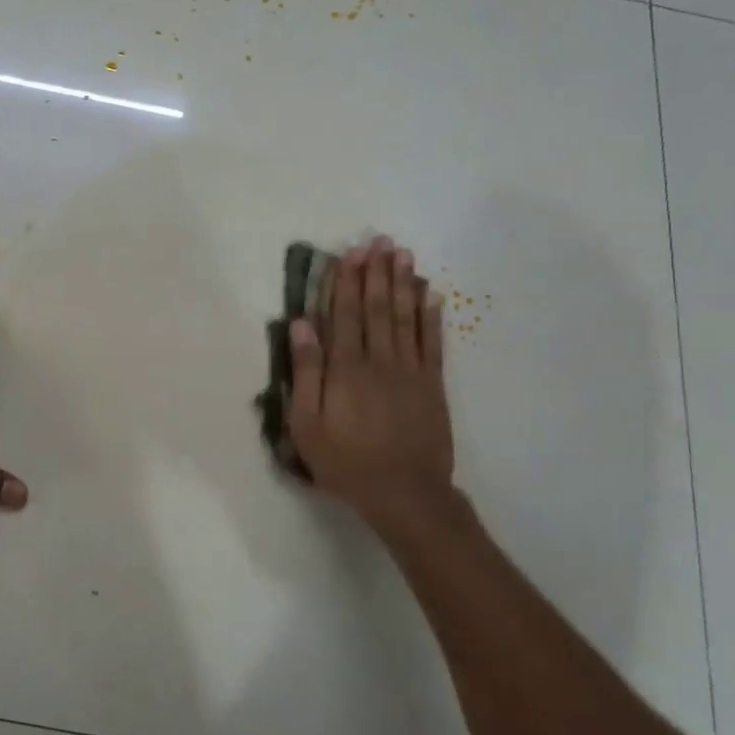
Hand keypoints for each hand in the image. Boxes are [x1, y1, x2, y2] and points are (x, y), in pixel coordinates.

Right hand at [286, 236, 458, 534]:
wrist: (405, 494)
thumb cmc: (345, 461)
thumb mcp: (307, 424)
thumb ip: (305, 372)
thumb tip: (301, 324)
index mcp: (346, 368)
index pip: (345, 314)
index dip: (347, 281)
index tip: (350, 253)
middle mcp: (380, 360)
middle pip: (377, 308)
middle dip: (376, 272)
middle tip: (380, 241)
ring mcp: (411, 371)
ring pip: (405, 317)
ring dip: (403, 283)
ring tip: (403, 254)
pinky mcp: (432, 385)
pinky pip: (433, 342)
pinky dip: (431, 316)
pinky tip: (431, 294)